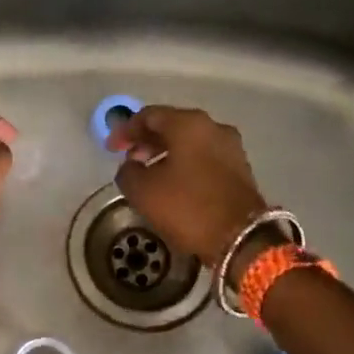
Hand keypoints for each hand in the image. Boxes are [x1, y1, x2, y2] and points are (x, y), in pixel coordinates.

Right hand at [106, 106, 268, 266]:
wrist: (241, 238)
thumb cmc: (188, 207)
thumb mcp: (143, 191)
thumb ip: (128, 172)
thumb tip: (131, 166)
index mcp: (188, 124)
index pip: (149, 115)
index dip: (125, 130)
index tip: (111, 149)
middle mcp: (213, 127)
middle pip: (172, 125)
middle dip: (147, 141)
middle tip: (129, 160)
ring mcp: (231, 147)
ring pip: (190, 142)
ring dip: (166, 153)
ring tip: (149, 174)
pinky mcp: (240, 169)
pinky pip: (205, 157)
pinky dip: (185, 163)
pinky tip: (174, 183)